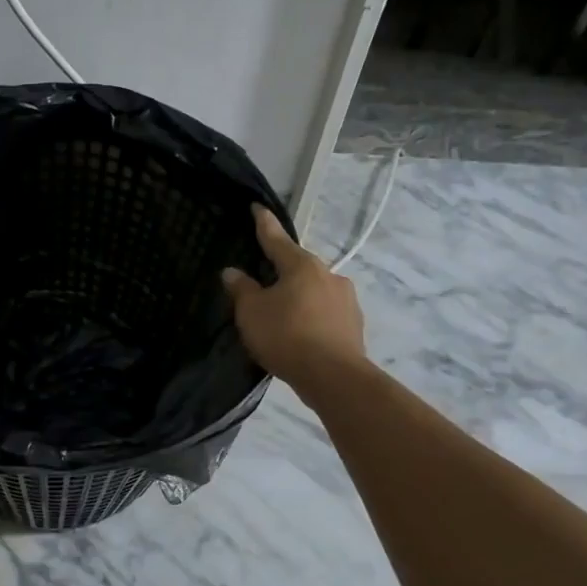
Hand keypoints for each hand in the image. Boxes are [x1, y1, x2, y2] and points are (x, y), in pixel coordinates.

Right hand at [222, 204, 366, 389]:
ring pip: (314, 291)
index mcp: (301, 266)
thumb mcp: (251, 312)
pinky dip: (311, 318)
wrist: (334, 377)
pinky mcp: (354, 325)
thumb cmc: (286, 336)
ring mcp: (346, 300)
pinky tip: (301, 334)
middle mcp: (328, 275)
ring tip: (282, 316)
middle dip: (282, 272)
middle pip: (298, 267)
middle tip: (263, 282)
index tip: (257, 208)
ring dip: (299, 298)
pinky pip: (325, 314)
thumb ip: (242, 289)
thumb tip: (232, 271)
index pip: (276, 239)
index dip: (263, 224)